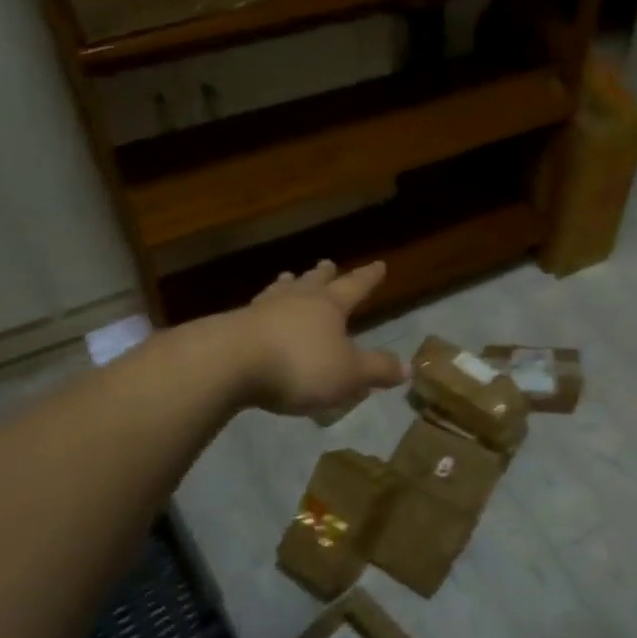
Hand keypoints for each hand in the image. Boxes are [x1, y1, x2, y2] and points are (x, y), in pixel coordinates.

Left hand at [237, 260, 406, 415]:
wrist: (229, 363)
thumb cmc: (299, 365)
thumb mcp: (348, 373)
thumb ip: (377, 369)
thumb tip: (407, 367)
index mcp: (328, 307)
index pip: (354, 287)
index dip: (368, 278)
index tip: (379, 264)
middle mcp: (296, 301)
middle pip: (313, 283)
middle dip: (323, 275)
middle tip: (327, 263)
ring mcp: (261, 311)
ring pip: (280, 291)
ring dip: (288, 284)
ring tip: (288, 277)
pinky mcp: (232, 327)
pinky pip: (254, 312)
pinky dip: (262, 309)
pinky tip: (256, 313)